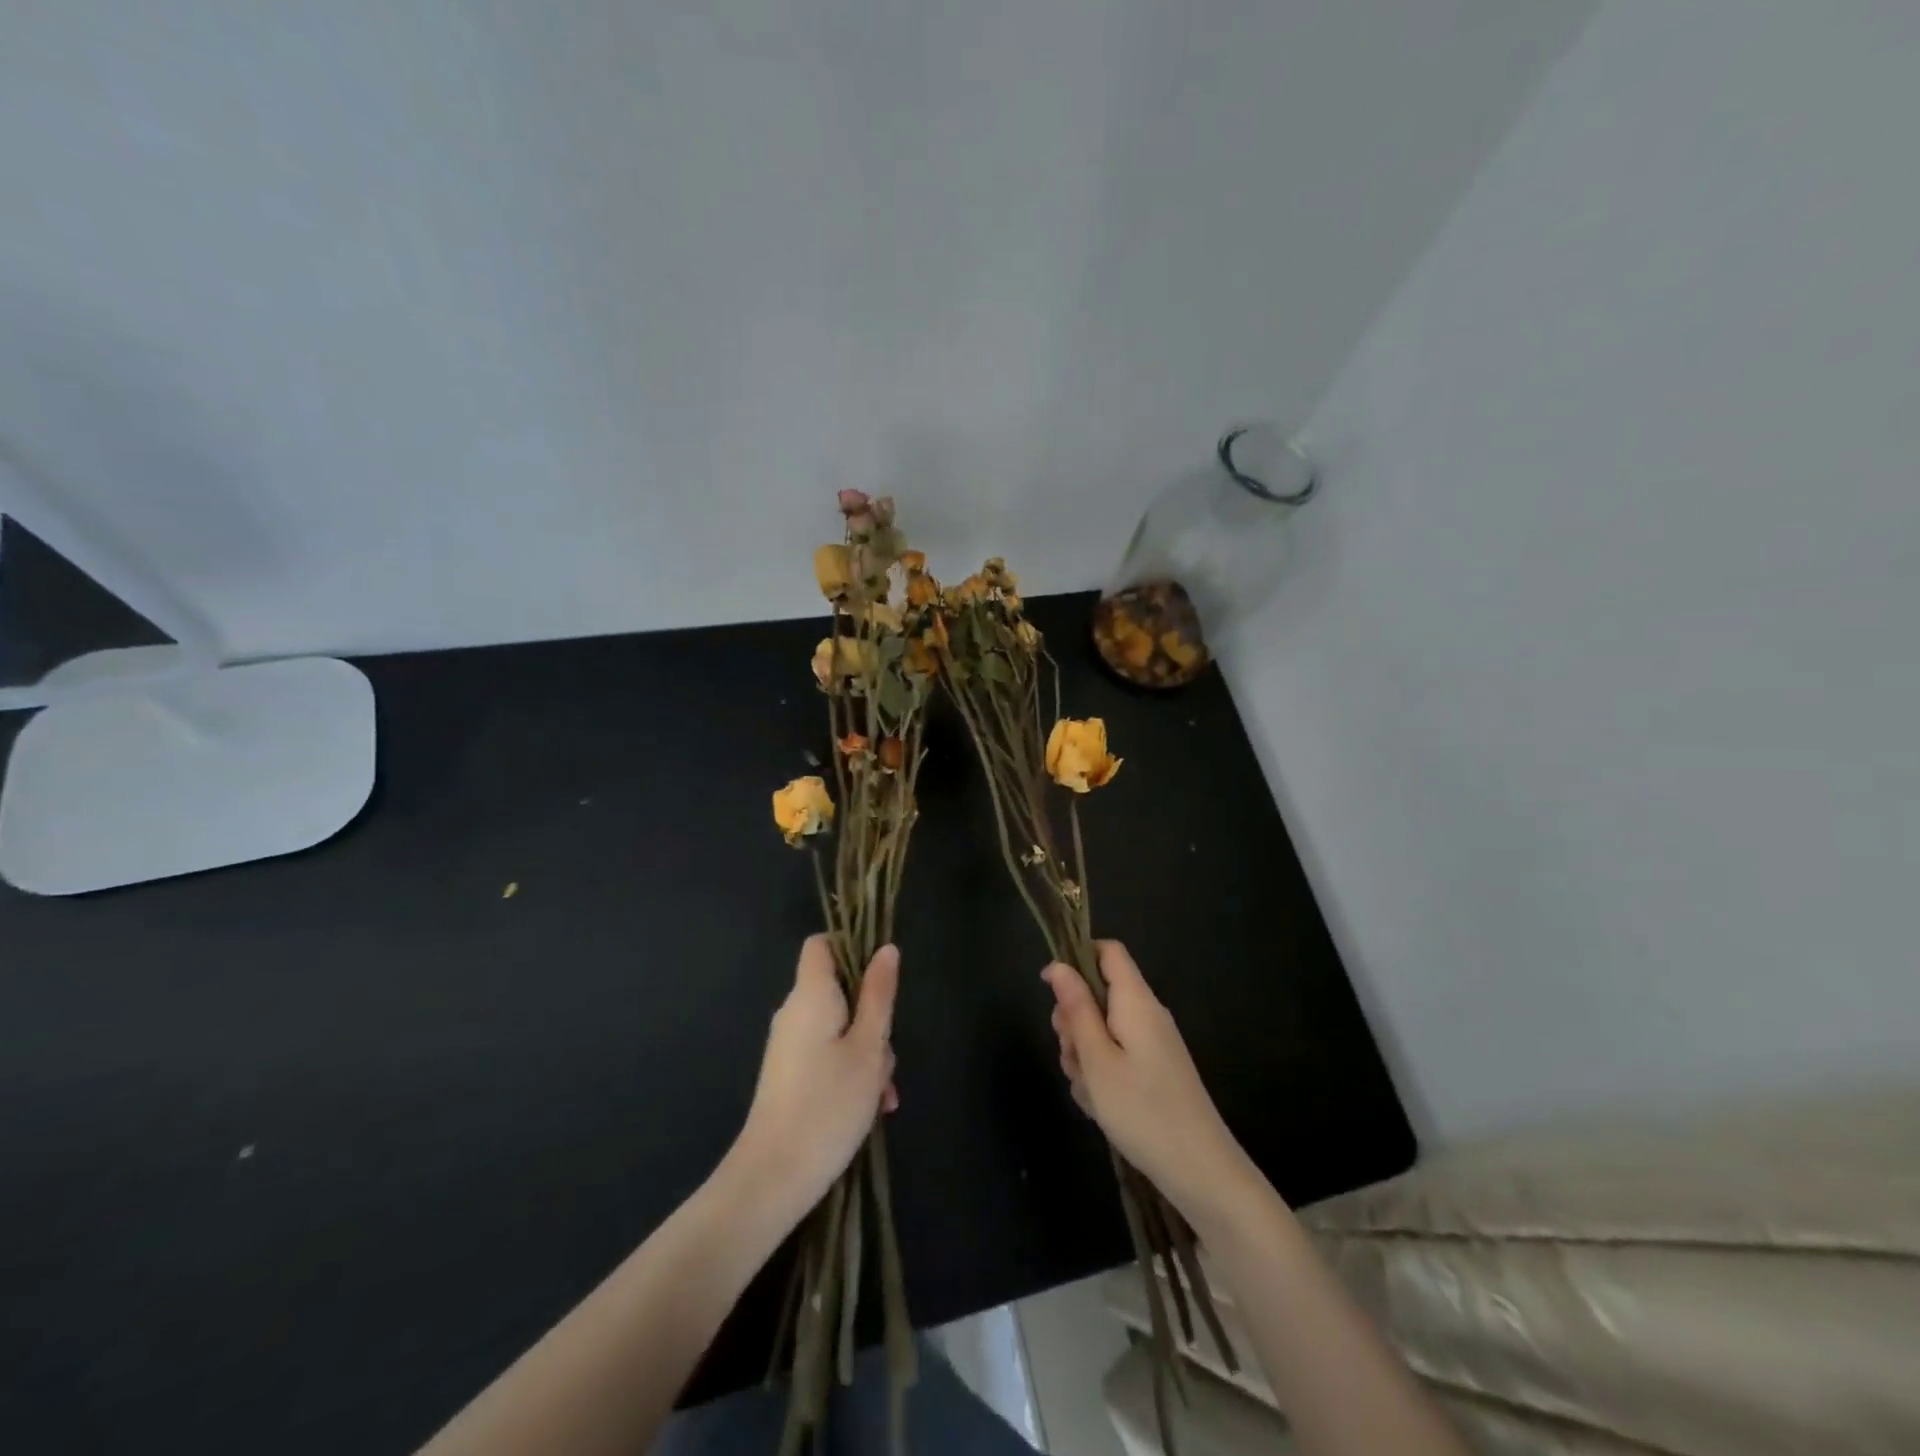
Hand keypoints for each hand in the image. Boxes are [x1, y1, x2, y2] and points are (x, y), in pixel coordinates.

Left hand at [729, 936, 899, 1224]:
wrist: (773, 1177)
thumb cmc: (828, 1104)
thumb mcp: (868, 1047)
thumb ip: (879, 995)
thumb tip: (886, 949)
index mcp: (811, 995)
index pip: (821, 944)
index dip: (851, 947)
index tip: (881, 977)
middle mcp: (794, 1013)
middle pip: (839, 990)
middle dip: (872, 1015)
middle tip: (887, 1055)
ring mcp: (789, 1045)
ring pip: (839, 1027)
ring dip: (866, 1051)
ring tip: (882, 1094)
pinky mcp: (789, 1074)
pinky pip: (826, 1053)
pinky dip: (850, 1069)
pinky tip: (871, 1106)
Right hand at [1044, 941, 1254, 1220]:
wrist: (1201, 1171)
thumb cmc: (1142, 1110)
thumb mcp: (1097, 1059)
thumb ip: (1077, 1009)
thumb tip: (1058, 966)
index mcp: (1136, 1001)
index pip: (1108, 951)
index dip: (1077, 958)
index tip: (1052, 990)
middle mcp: (1147, 1014)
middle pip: (1099, 993)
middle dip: (1074, 1020)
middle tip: (1071, 1055)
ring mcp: (1152, 1043)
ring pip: (1103, 1029)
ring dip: (1084, 1053)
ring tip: (1088, 1090)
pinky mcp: (1155, 1070)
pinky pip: (1117, 1055)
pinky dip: (1101, 1073)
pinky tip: (1100, 1105)